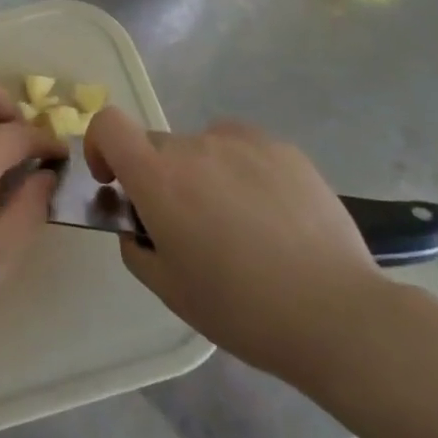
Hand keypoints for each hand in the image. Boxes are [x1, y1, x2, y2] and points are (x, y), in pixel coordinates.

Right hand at [84, 108, 394, 380]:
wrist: (336, 313)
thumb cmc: (241, 308)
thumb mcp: (168, 289)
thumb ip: (135, 245)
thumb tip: (138, 221)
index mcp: (158, 178)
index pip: (108, 124)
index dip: (101, 146)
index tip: (115, 182)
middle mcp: (194, 146)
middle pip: (157, 146)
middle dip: (158, 177)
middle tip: (188, 226)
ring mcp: (242, 142)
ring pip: (202, 148)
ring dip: (203, 174)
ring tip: (240, 224)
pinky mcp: (283, 148)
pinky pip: (242, 149)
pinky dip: (241, 171)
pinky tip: (271, 215)